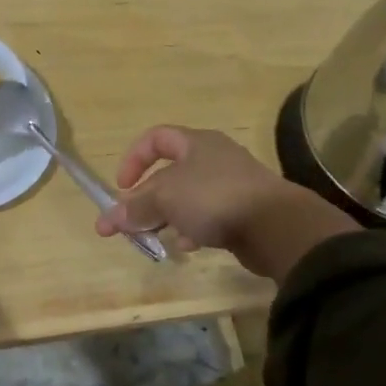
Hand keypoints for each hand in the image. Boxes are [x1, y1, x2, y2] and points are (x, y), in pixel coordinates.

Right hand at [95, 125, 356, 282]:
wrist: (276, 226)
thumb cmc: (214, 197)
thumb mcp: (166, 198)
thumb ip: (136, 208)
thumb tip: (110, 219)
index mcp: (196, 143)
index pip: (156, 139)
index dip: (134, 159)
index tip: (121, 187)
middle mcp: (213, 159)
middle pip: (169, 174)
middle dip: (144, 198)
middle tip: (127, 223)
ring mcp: (230, 186)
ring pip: (187, 198)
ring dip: (166, 216)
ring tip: (152, 238)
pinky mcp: (242, 213)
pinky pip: (207, 217)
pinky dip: (191, 229)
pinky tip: (186, 246)